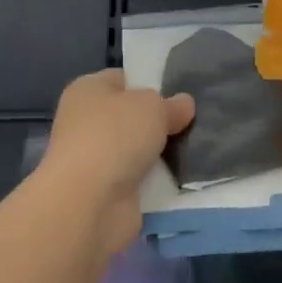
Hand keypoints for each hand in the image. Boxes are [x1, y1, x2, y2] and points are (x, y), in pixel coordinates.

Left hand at [40, 70, 194, 253]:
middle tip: (193, 123)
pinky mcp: (106, 192)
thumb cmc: (115, 136)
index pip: (123, 79)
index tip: (179, 94)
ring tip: (196, 150)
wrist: (90, 202)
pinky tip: (183, 178)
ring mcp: (95, 160)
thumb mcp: (152, 106)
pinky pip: (140, 180)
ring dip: (161, 155)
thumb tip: (183, 105)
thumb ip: (171, 104)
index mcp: (87, 90)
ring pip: (138, 150)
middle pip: (132, 117)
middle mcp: (86, 122)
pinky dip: (158, 182)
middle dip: (160, 122)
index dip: (149, 83)